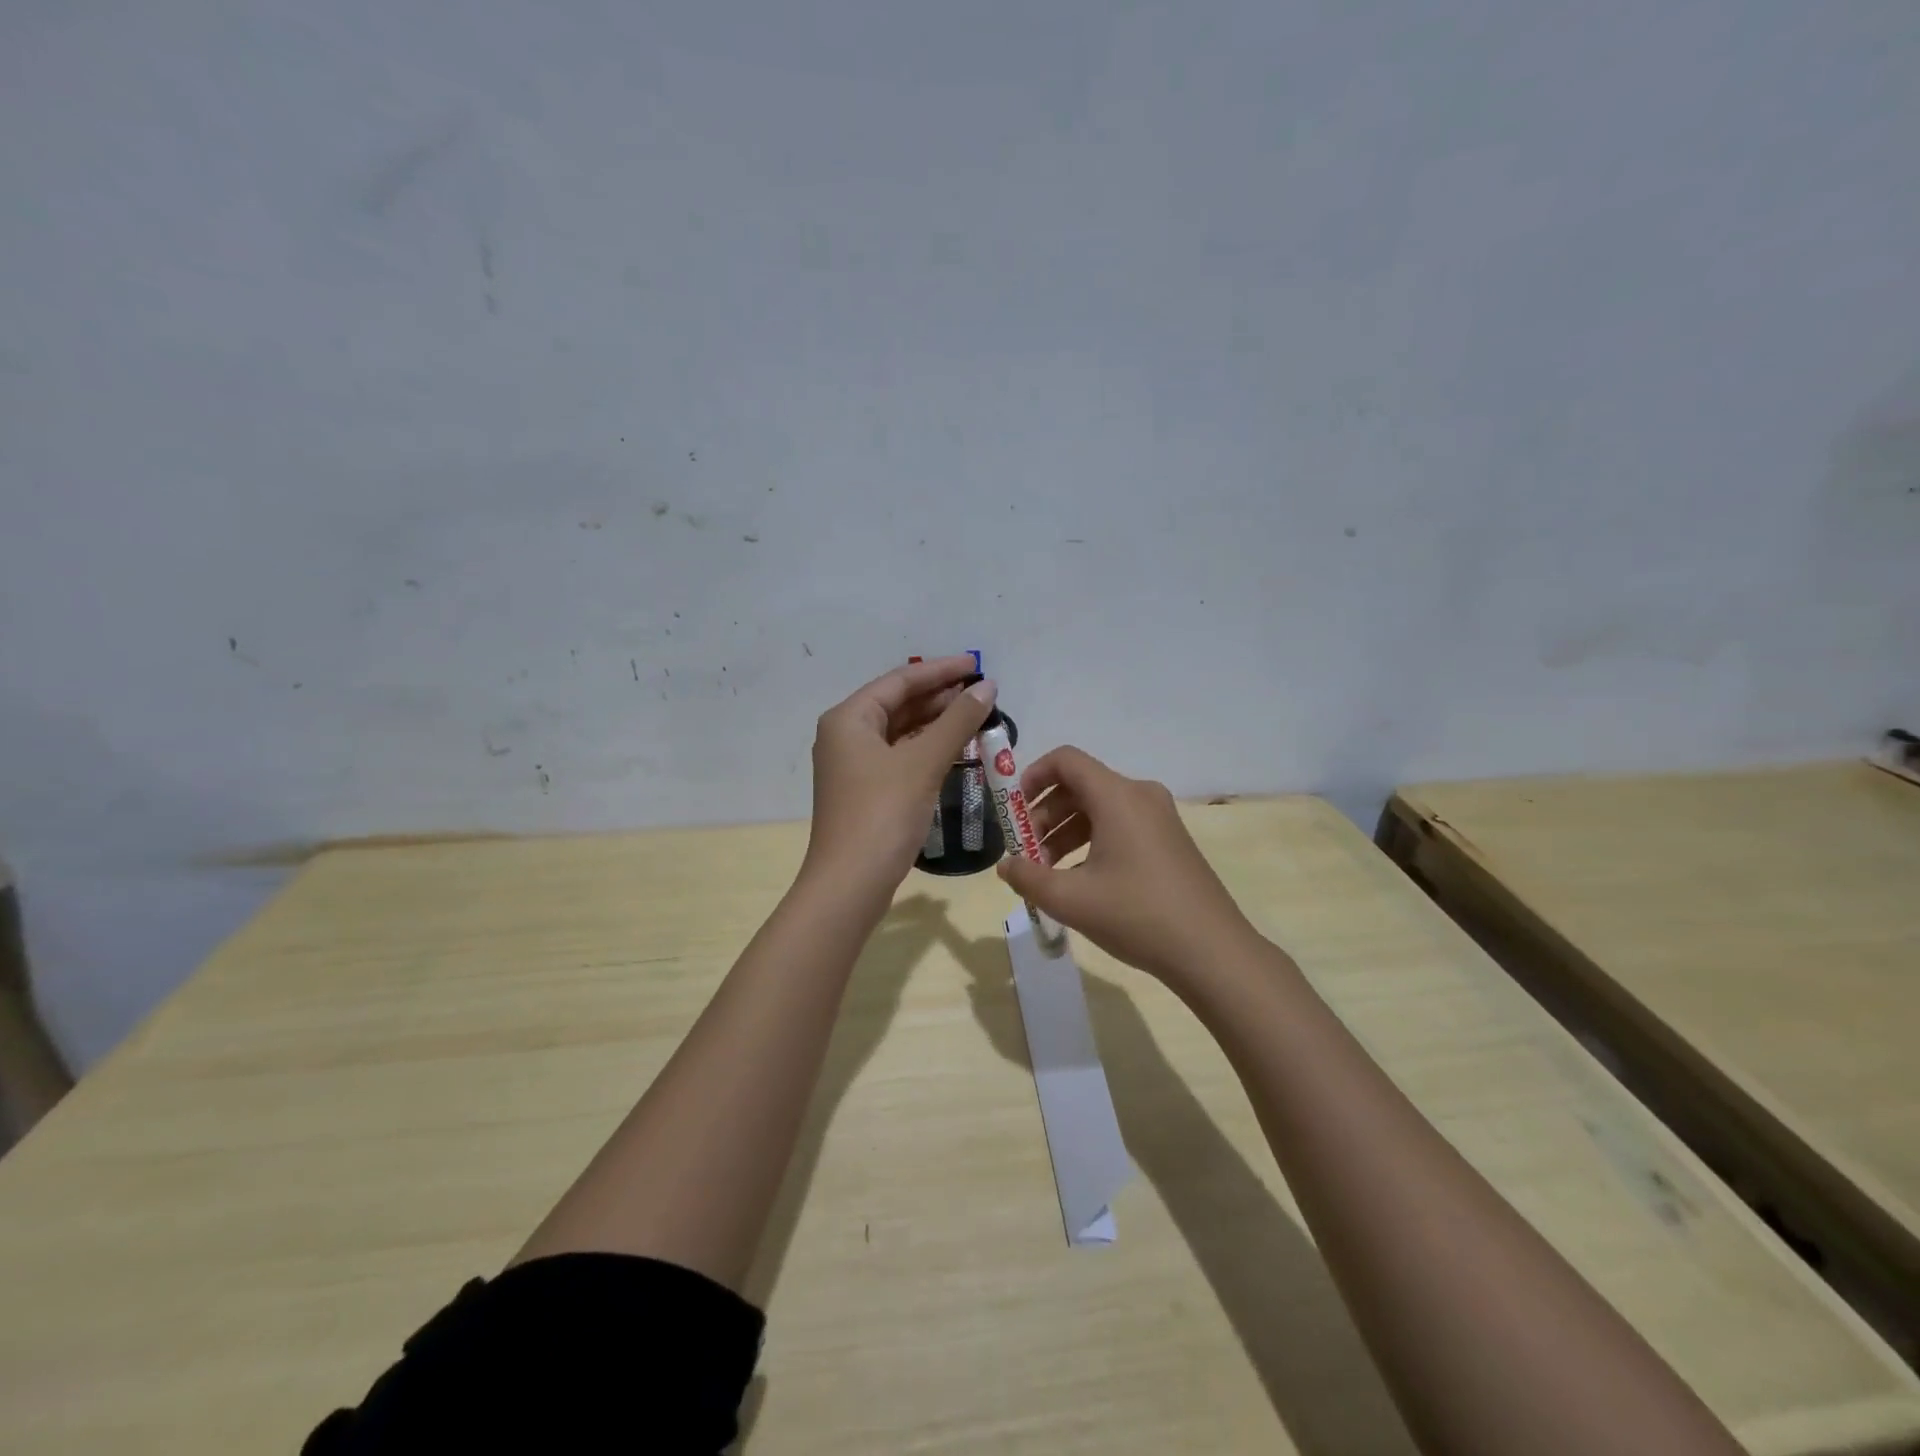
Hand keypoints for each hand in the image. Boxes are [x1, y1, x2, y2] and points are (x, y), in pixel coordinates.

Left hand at [804, 657, 997, 897]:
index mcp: (849, 718)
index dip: (941, 671)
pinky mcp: (865, 791)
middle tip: (983, 693)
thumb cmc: (882, 814)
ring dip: (936, 723)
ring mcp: (853, 765)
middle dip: (940, 697)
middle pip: (898, 703)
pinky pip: (900, 756)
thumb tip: (987, 687)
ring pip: (900, 732)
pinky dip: (927, 749)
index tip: (978, 664)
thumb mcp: (923, 763)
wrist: (850, 884)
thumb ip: (957, 721)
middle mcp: (846, 735)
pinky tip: (955, 749)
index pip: (900, 680)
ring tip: (976, 716)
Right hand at [997, 746, 1260, 986]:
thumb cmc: (1136, 915)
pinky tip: (1080, 881)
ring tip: (1047, 873)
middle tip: (1026, 854)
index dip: (1032, 776)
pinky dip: (1092, 842)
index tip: (1013, 812)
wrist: (1212, 952)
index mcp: (1117, 796)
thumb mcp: (1071, 899)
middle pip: (1080, 786)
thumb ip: (1028, 878)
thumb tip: (1006, 867)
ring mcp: (1159, 818)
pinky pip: (1120, 826)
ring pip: (1099, 809)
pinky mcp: (1169, 840)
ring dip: (1066, 832)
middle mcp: (1140, 795)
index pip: (1065, 760)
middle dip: (1045, 815)